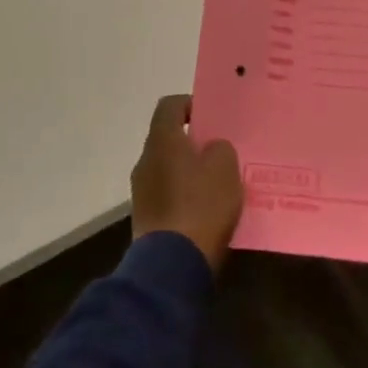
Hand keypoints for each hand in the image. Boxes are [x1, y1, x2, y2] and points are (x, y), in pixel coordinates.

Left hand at [131, 95, 245, 271]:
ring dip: (189, 171)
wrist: (173, 263)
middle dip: (194, 142)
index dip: (191, 104)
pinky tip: (206, 210)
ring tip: (218, 183)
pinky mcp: (146, 218)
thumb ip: (219, 148)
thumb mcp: (225, 167)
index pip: (170, 105)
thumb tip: (210, 149)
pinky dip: (185, 196)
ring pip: (168, 168)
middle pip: (169, 139)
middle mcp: (145, 160)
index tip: (212, 117)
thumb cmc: (201, 204)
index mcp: (162, 140)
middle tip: (221, 151)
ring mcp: (142, 191)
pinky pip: (168, 195)